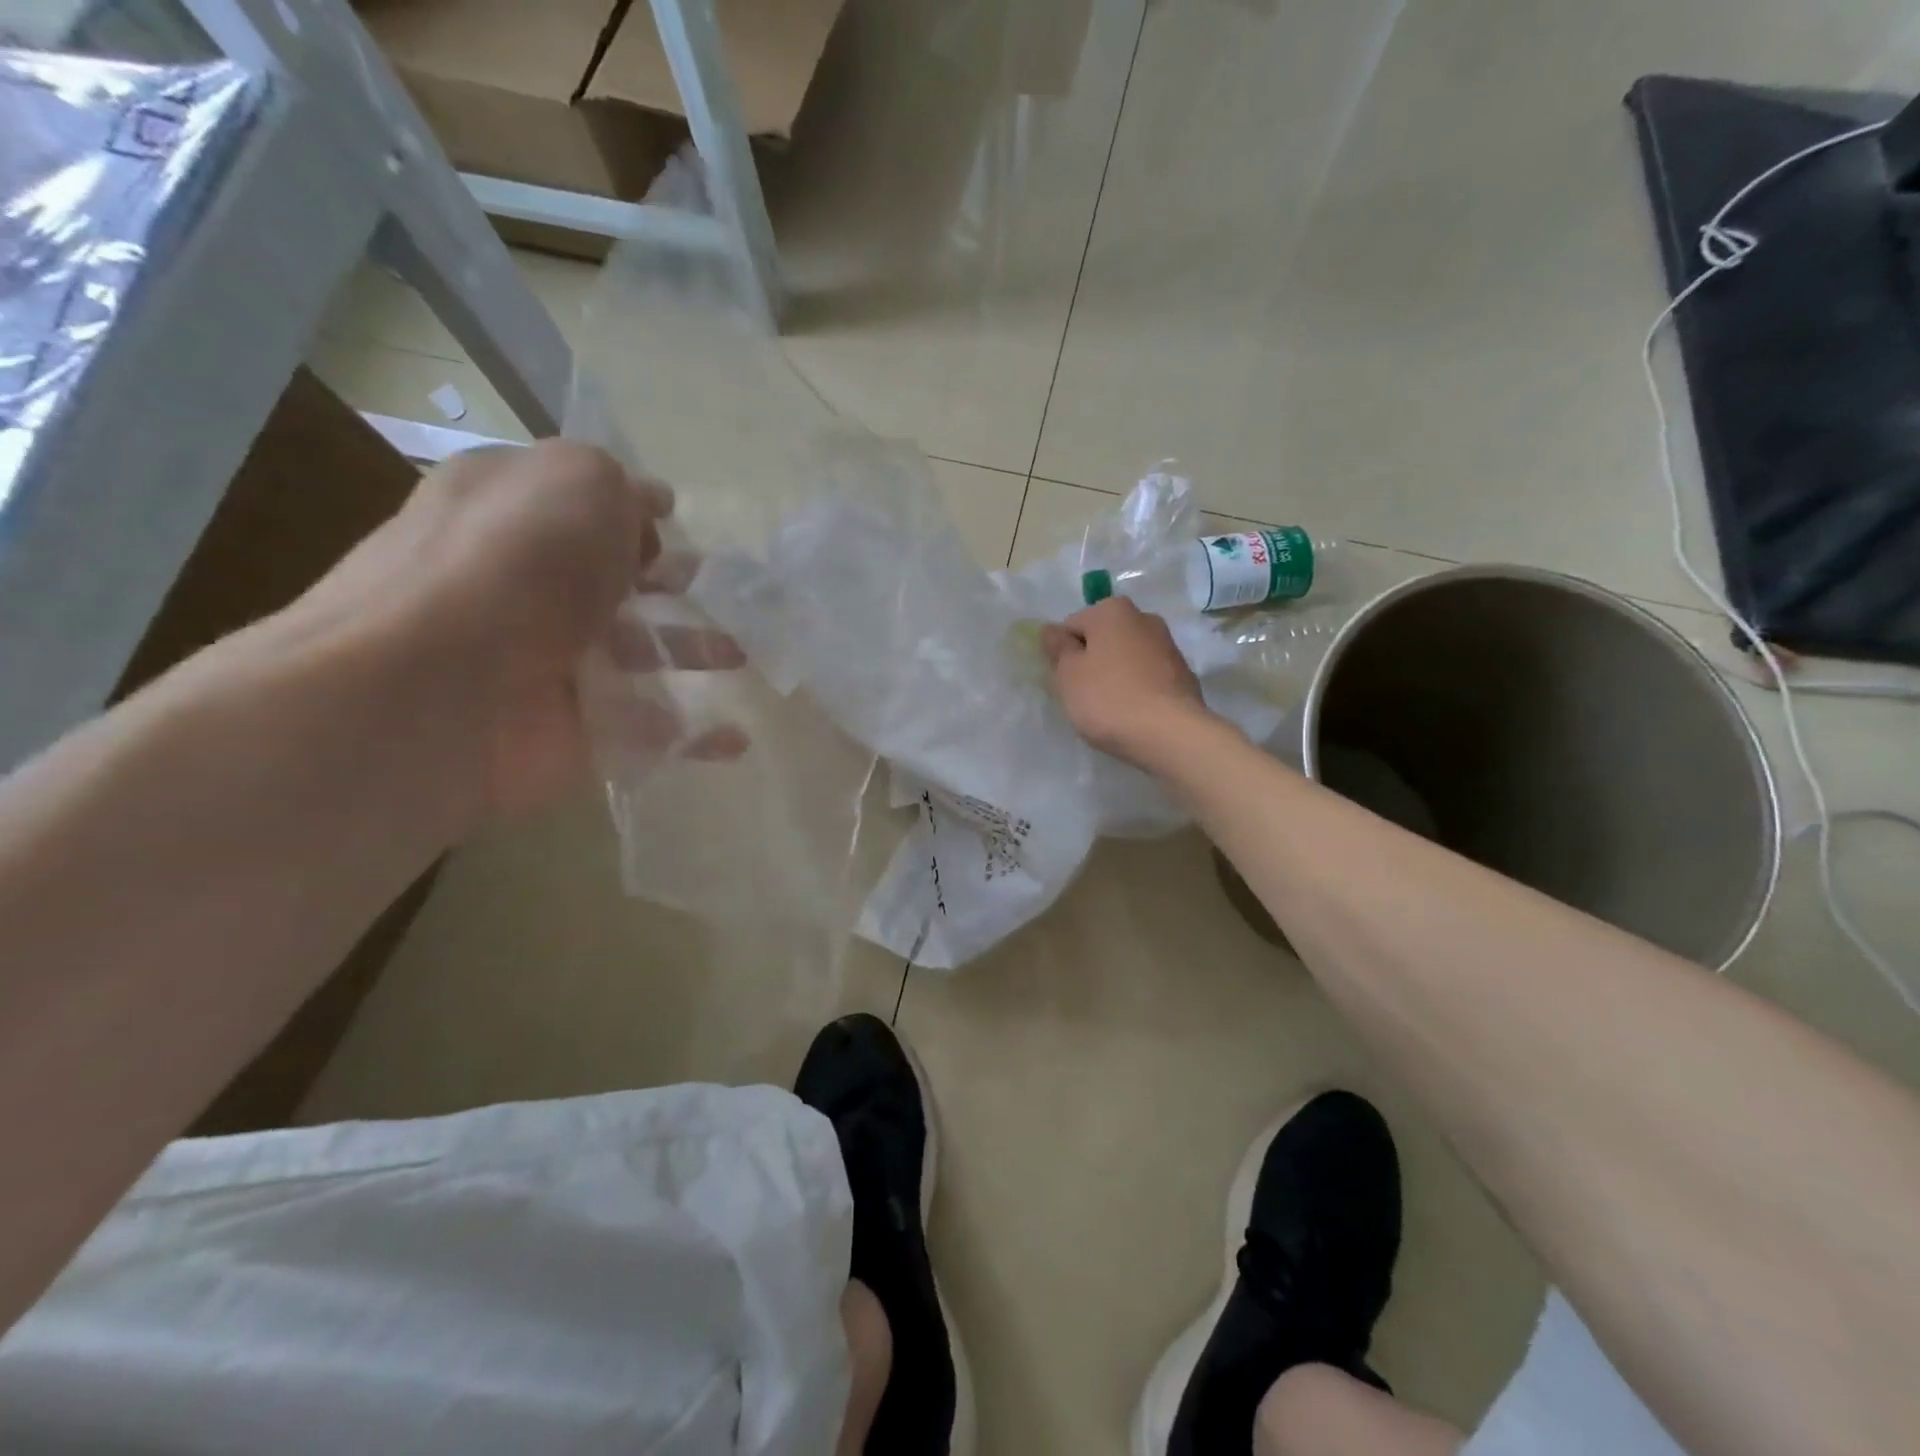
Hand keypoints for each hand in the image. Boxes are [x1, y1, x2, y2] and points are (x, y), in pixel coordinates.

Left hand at [296, 440, 744, 822]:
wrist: (436, 693)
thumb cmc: (515, 566)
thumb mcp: (577, 484)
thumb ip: (619, 490)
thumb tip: (644, 518)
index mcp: (511, 513)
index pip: (577, 503)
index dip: (629, 508)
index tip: (678, 518)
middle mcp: (525, 584)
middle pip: (610, 580)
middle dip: (667, 582)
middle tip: (719, 589)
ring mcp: (547, 661)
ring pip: (634, 653)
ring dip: (690, 652)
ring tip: (741, 656)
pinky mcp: (571, 730)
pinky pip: (645, 730)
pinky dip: (690, 736)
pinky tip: (733, 738)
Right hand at [1040, 597, 1218, 769]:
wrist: (1169, 734)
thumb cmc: (1108, 699)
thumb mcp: (1068, 675)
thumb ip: (1058, 648)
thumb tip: (1051, 629)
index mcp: (1113, 610)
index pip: (1072, 626)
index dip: (1063, 654)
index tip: (1066, 681)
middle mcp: (1144, 618)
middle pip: (1103, 639)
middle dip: (1091, 662)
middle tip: (1084, 696)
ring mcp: (1169, 646)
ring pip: (1127, 658)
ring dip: (1115, 676)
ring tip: (1110, 709)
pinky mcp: (1184, 675)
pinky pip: (1147, 677)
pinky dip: (1137, 690)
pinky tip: (1133, 714)